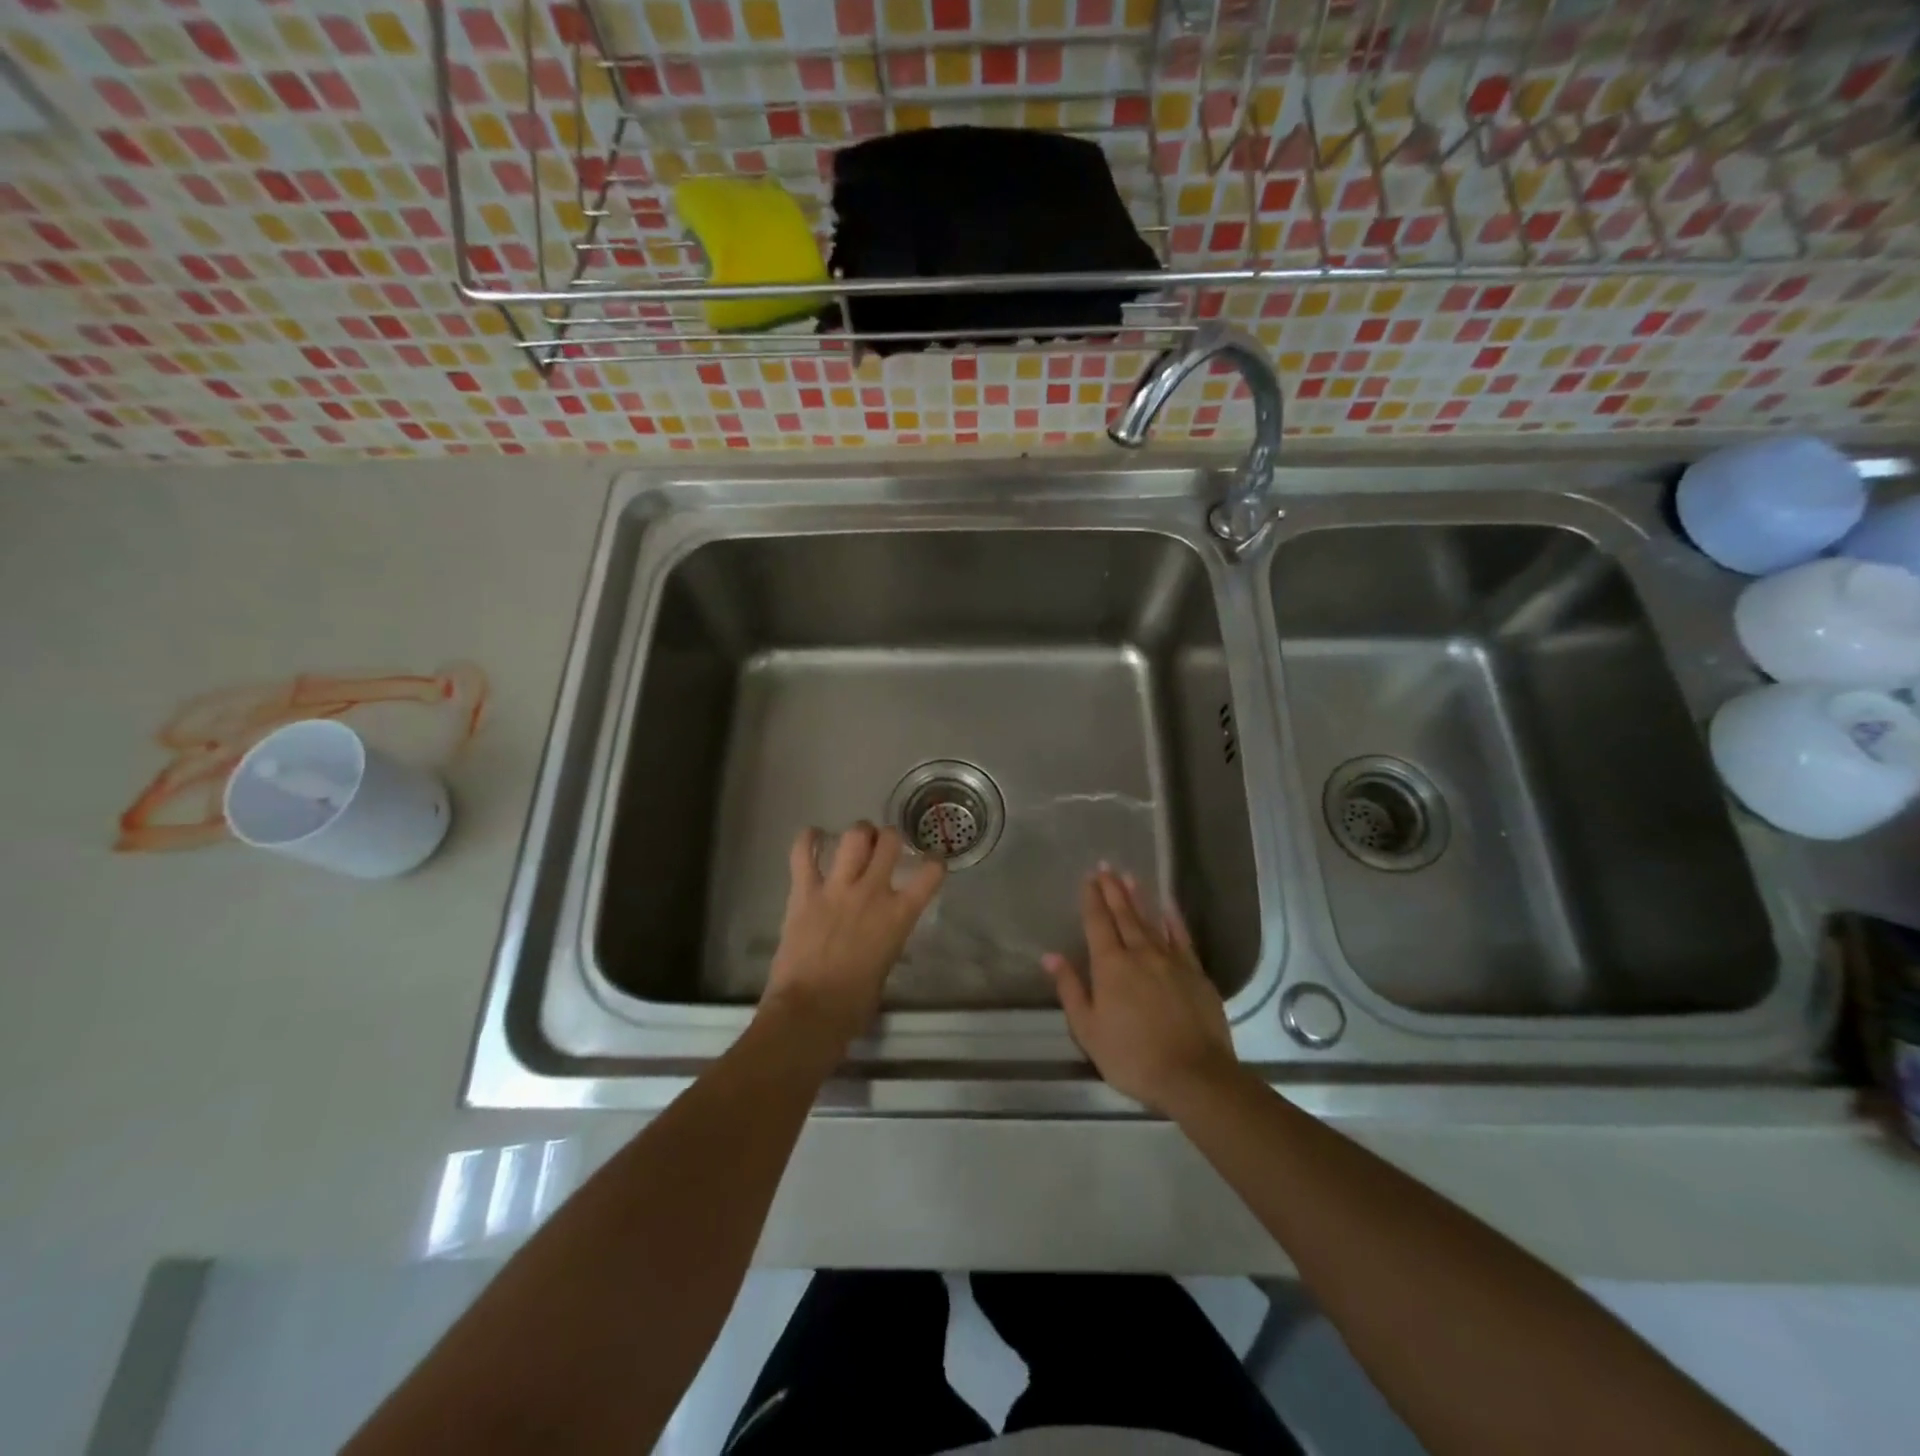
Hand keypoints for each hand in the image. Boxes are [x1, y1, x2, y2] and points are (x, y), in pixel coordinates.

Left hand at [762, 822, 944, 1047]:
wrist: (810, 1011)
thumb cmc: (853, 1004)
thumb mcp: (885, 967)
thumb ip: (887, 939)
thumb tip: (880, 934)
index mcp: (899, 915)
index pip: (930, 874)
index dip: (935, 863)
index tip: (931, 862)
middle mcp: (872, 892)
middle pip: (889, 841)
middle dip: (889, 838)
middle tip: (884, 846)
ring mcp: (837, 888)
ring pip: (854, 837)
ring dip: (858, 834)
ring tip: (856, 840)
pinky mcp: (804, 892)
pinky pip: (803, 853)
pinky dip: (807, 839)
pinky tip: (812, 835)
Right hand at [1042, 867, 1239, 1113]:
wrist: (1194, 1075)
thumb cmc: (1132, 1057)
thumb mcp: (1088, 1030)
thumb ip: (1070, 989)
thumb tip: (1051, 956)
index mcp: (1110, 966)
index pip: (1098, 923)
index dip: (1092, 899)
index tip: (1088, 878)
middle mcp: (1140, 953)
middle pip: (1124, 915)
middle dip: (1112, 890)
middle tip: (1106, 866)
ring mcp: (1171, 960)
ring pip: (1151, 920)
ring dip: (1138, 898)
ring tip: (1129, 876)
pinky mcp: (1195, 972)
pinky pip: (1181, 937)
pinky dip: (1173, 919)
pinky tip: (1168, 906)